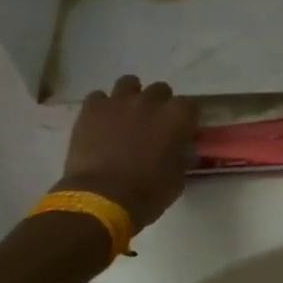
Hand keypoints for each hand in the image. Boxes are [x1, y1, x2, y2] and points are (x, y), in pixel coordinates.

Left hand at [58, 75, 197, 231]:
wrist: (101, 199)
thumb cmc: (147, 193)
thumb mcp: (177, 179)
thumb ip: (181, 157)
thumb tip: (181, 151)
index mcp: (177, 117)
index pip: (190, 105)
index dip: (185, 117)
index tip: (181, 130)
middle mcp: (151, 101)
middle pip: (161, 89)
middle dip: (159, 104)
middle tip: (152, 124)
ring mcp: (119, 101)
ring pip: (129, 83)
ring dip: (130, 97)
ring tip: (125, 116)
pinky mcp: (92, 109)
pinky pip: (98, 97)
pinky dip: (101, 107)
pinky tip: (100, 123)